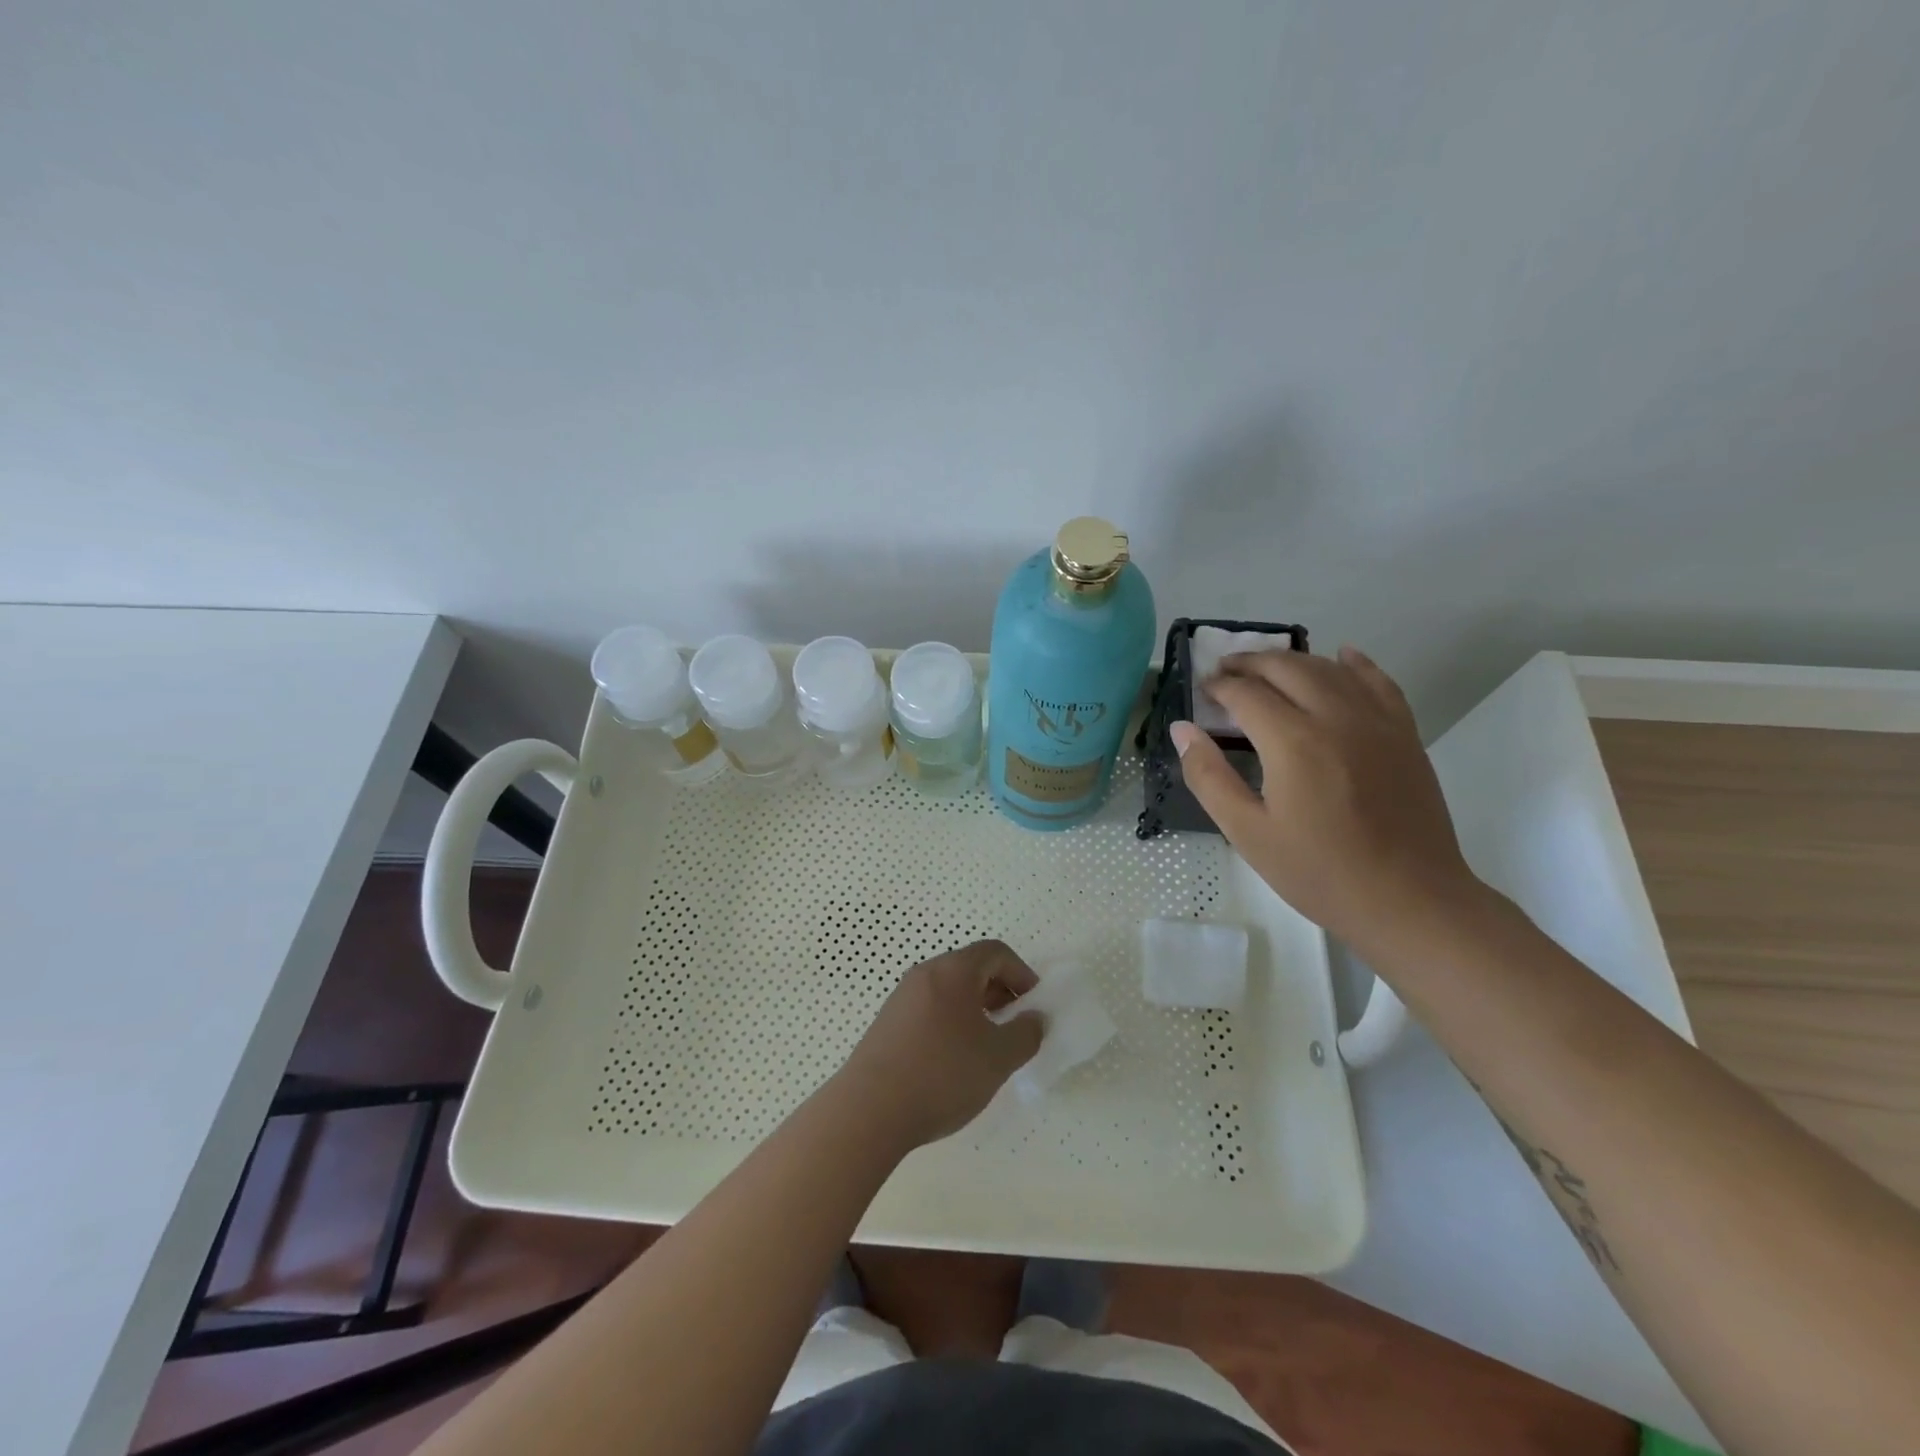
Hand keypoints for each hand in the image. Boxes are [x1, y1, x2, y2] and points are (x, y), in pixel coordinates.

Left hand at [836, 940, 1043, 1149]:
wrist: (869, 1110)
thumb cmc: (942, 1074)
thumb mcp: (998, 1058)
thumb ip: (1026, 1034)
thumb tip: (1033, 1019)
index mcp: (953, 970)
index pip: (995, 952)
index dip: (1022, 973)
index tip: (1034, 1006)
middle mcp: (924, 974)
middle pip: (970, 968)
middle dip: (1000, 991)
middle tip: (1015, 1026)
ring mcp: (901, 998)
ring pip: (949, 990)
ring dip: (975, 1009)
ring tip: (987, 1047)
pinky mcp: (887, 1023)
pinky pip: (929, 1009)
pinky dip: (951, 1022)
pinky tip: (954, 1061)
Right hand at [1169, 647, 1480, 959]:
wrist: (1409, 900)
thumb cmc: (1319, 872)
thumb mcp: (1248, 833)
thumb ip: (1209, 776)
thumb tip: (1182, 729)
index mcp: (1293, 742)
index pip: (1247, 693)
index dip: (1219, 686)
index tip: (1202, 690)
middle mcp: (1336, 717)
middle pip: (1287, 668)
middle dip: (1250, 662)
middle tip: (1225, 670)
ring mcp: (1377, 722)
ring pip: (1329, 669)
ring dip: (1293, 660)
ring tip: (1267, 667)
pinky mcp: (1404, 733)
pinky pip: (1379, 681)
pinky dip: (1355, 663)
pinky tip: (1342, 656)